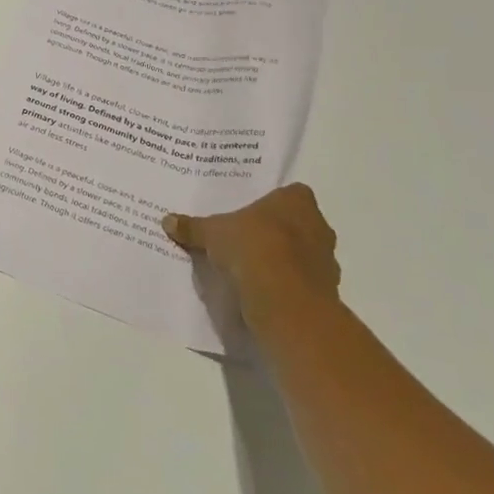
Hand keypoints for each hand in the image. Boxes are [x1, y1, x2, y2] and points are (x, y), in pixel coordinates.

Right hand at [164, 183, 340, 335]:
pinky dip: (288, 285)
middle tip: (249, 238)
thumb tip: (167, 220)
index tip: (252, 214)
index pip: (291, 194)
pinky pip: (304, 282)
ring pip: (305, 254)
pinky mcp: (326, 292)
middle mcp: (319, 226)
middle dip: (279, 231)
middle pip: (299, 223)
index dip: (273, 203)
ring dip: (286, 260)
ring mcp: (327, 260)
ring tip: (255, 268)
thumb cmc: (252, 247)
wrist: (284, 299)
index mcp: (297, 201)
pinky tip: (265, 290)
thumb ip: (193, 227)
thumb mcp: (212, 233)